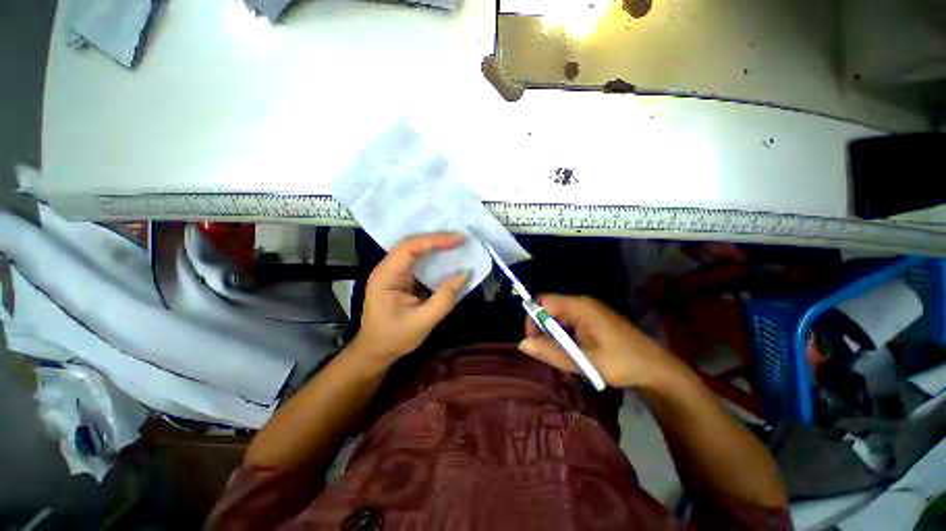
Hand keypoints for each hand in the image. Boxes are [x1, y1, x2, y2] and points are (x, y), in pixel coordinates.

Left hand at [352, 233, 469, 366]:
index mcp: (386, 276)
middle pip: (412, 244)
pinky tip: (447, 256)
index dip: (435, 240)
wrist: (375, 352)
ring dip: (436, 245)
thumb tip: (465, 274)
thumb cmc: (394, 338)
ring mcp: (393, 272)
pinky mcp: (401, 278)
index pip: (410, 248)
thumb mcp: (422, 322)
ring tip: (457, 243)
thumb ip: (444, 299)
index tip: (459, 239)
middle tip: (461, 238)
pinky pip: (418, 261)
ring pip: (415, 250)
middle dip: (437, 239)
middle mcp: (387, 268)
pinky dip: (434, 256)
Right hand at [518, 295, 683, 388]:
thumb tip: (522, 344)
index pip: (543, 302)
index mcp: (579, 306)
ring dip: (555, 335)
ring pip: (558, 317)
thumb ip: (551, 352)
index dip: (533, 319)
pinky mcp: (593, 318)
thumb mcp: (584, 361)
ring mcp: (589, 310)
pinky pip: (569, 322)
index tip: (535, 342)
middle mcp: (582, 303)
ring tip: (564, 355)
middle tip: (550, 353)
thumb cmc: (621, 363)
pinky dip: (565, 336)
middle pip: (549, 308)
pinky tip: (575, 352)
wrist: (656, 369)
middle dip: (544, 329)